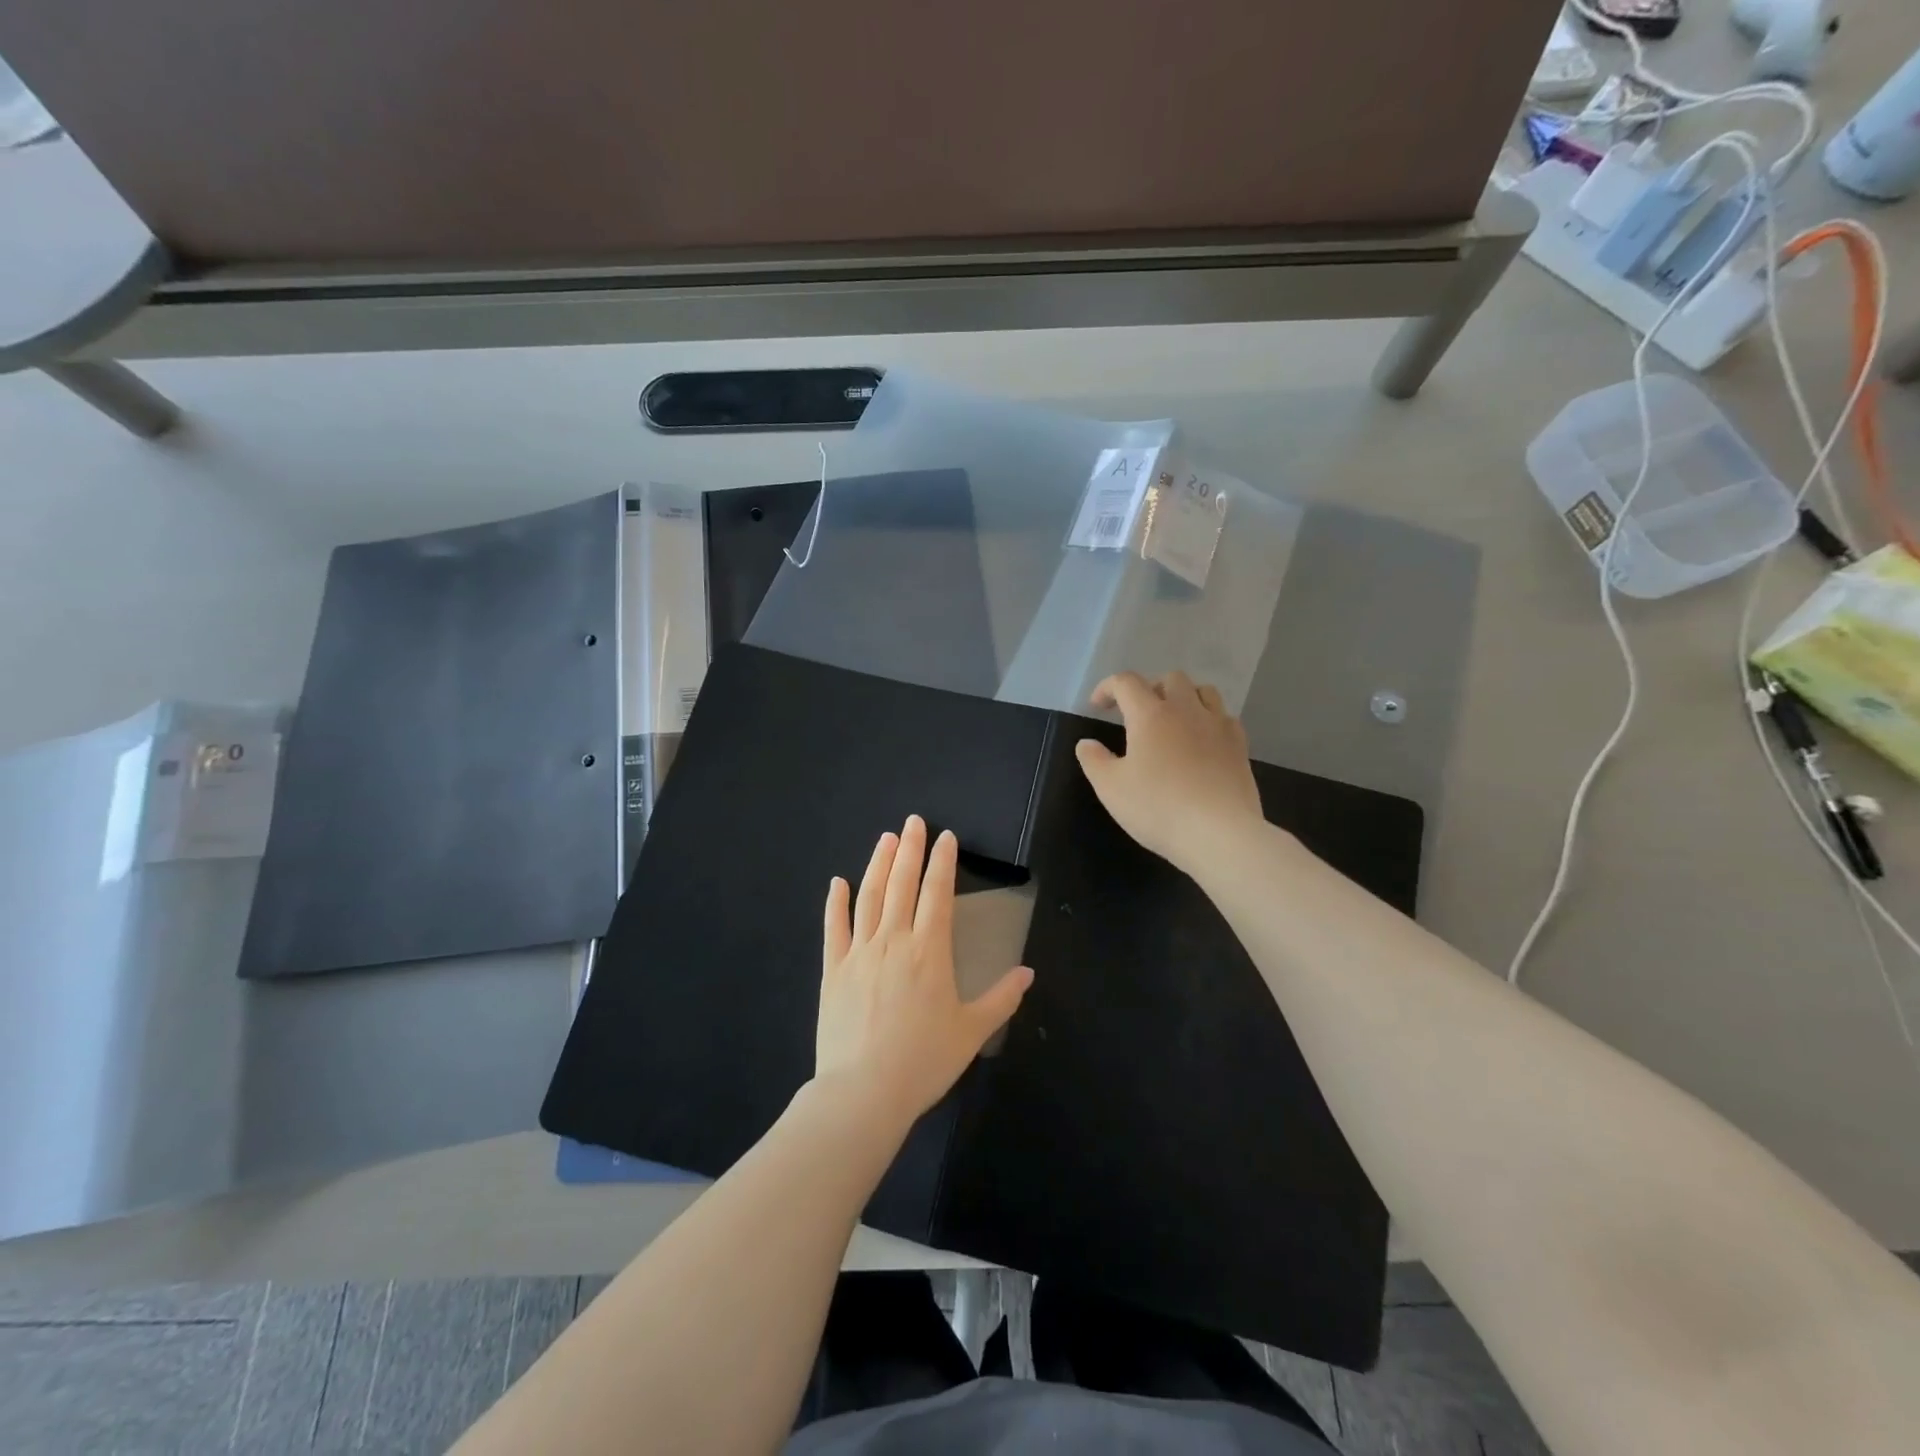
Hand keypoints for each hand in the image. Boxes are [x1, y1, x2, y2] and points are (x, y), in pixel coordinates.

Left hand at [815, 815, 1033, 1127]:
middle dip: (910, 850)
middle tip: (913, 822)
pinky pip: (833, 928)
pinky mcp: (832, 970)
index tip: (945, 837)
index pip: (938, 894)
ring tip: (885, 839)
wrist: (863, 1091)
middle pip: (902, 885)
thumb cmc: (923, 1061)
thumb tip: (1028, 973)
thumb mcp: (972, 1031)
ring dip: (878, 865)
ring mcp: (859, 952)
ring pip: (868, 897)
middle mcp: (893, 941)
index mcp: (929, 951)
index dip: (942, 862)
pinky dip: (835, 903)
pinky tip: (837, 883)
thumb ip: (1001, 998)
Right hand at [1074, 670, 1262, 871]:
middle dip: (1149, 688)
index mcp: (1150, 714)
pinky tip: (1202, 740)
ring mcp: (1218, 725)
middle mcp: (1186, 709)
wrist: (1220, 833)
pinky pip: (1224, 716)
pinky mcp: (1240, 745)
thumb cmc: (1158, 808)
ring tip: (1173, 720)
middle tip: (1137, 714)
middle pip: (1170, 678)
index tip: (1098, 706)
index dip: (1108, 687)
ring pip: (1203, 691)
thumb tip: (1086, 743)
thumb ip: (1094, 761)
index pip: (1126, 682)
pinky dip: (1208, 719)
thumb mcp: (1111, 789)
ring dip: (1184, 697)